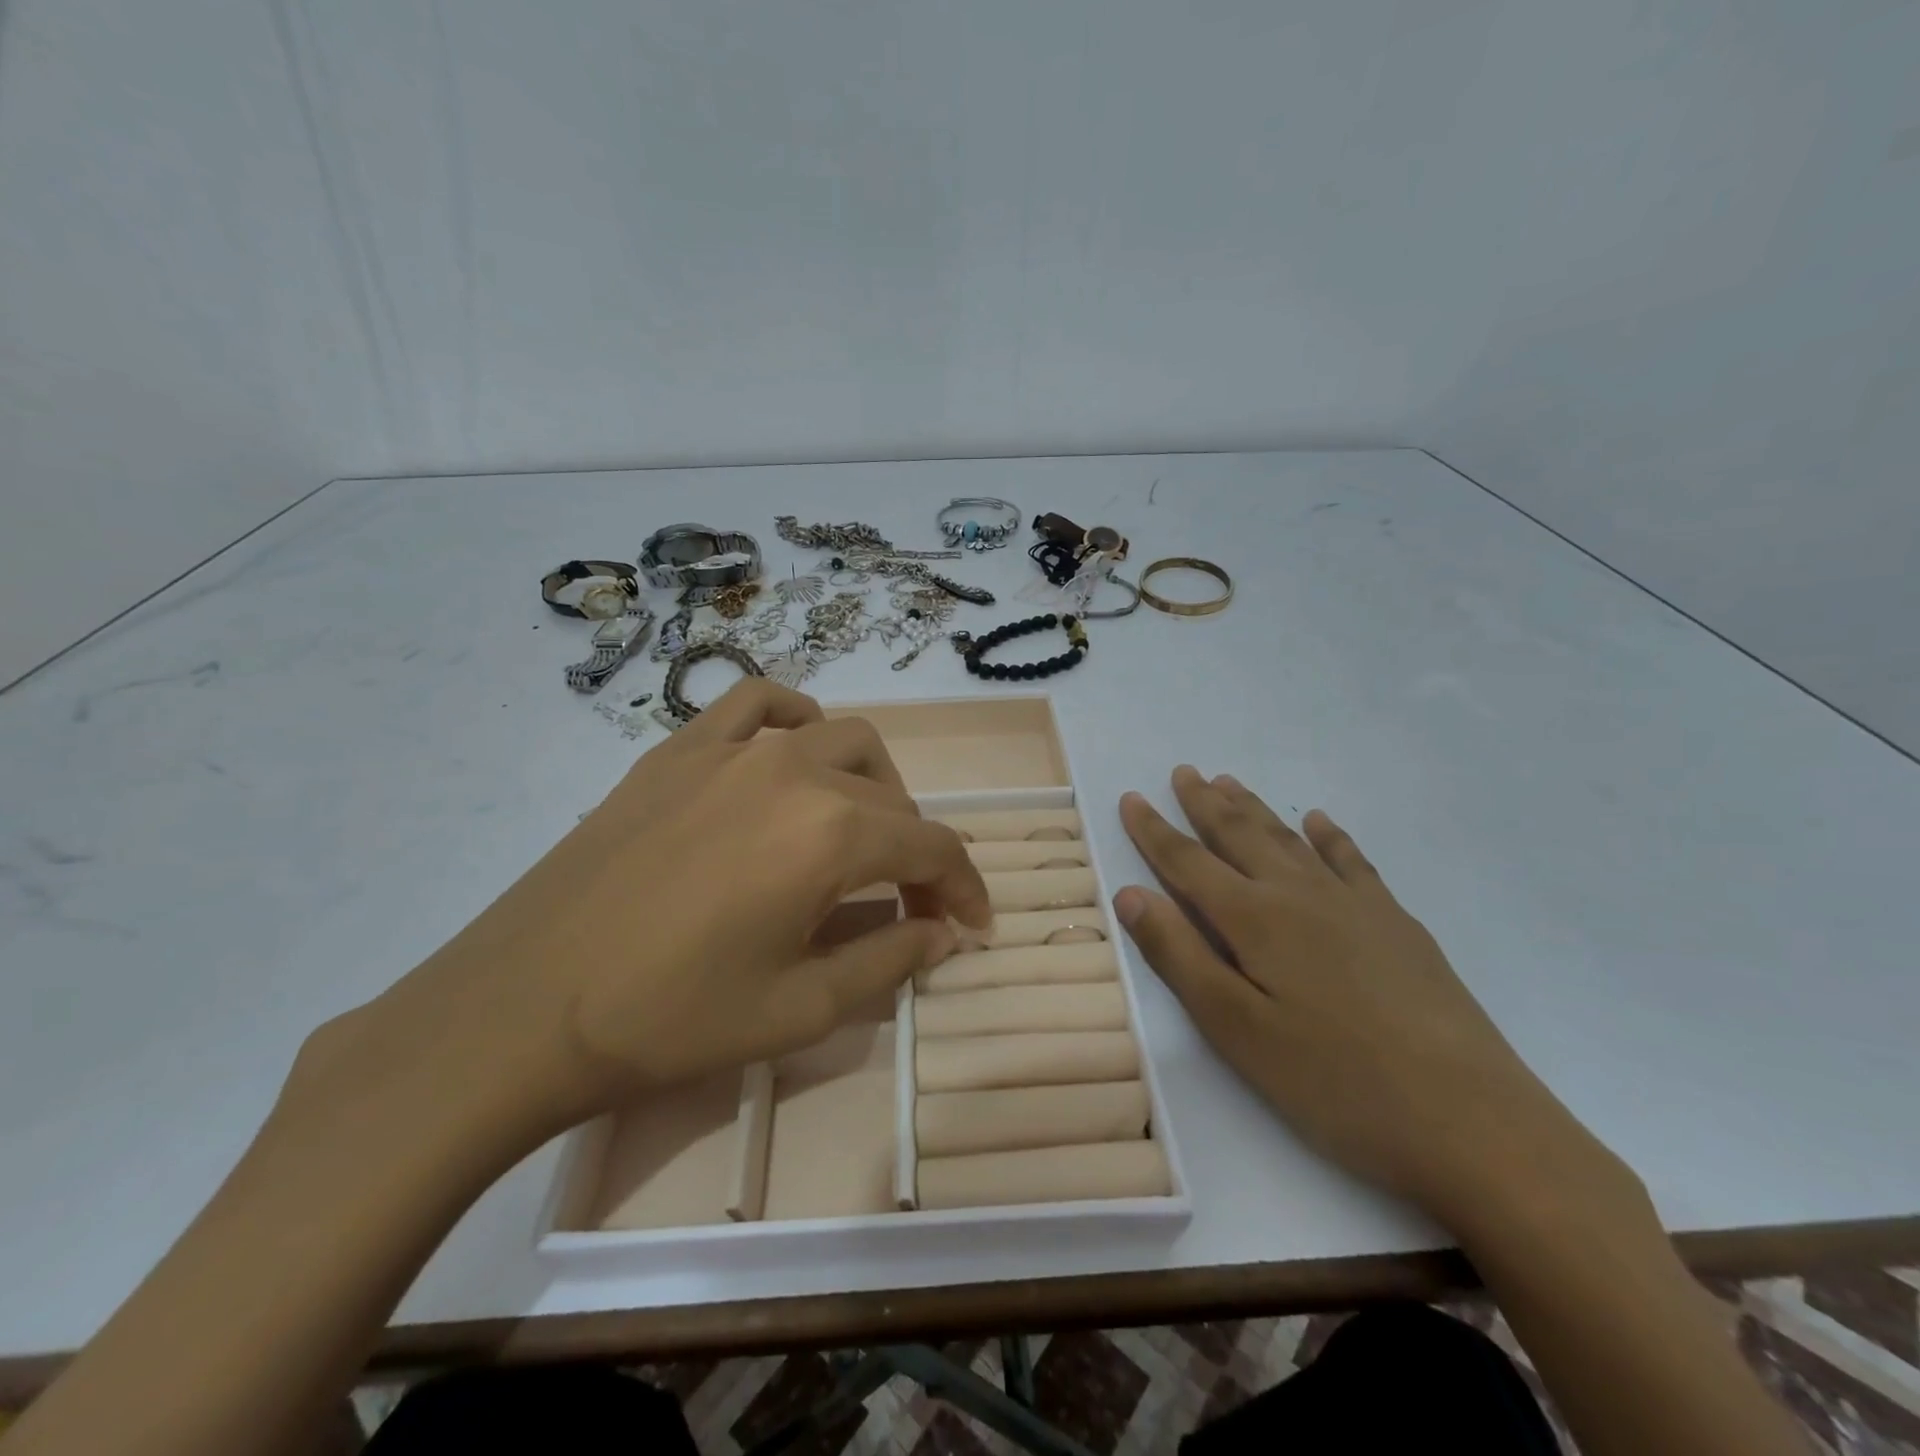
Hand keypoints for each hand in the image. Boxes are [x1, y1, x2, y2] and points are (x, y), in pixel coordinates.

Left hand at [296, 680, 991, 1159]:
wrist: (519, 1010)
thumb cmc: (670, 1021)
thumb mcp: (801, 1009)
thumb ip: (889, 959)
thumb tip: (942, 931)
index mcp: (831, 832)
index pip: (931, 847)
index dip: (964, 887)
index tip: (973, 924)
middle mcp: (793, 770)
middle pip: (892, 793)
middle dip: (917, 847)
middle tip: (909, 901)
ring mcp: (730, 751)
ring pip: (838, 737)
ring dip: (870, 783)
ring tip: (857, 833)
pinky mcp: (677, 751)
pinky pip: (755, 705)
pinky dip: (793, 720)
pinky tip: (792, 755)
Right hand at [1113, 766, 1611, 1226]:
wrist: (1472, 1122)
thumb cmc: (1335, 1083)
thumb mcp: (1237, 1030)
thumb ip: (1180, 956)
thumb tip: (1129, 894)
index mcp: (1255, 920)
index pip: (1187, 862)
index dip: (1154, 831)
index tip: (1130, 797)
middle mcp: (1299, 895)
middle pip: (1240, 836)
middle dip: (1204, 803)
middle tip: (1183, 771)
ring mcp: (1354, 904)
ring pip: (1289, 839)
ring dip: (1255, 809)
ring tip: (1229, 781)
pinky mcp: (1396, 923)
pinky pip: (1352, 861)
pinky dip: (1329, 836)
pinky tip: (1318, 821)